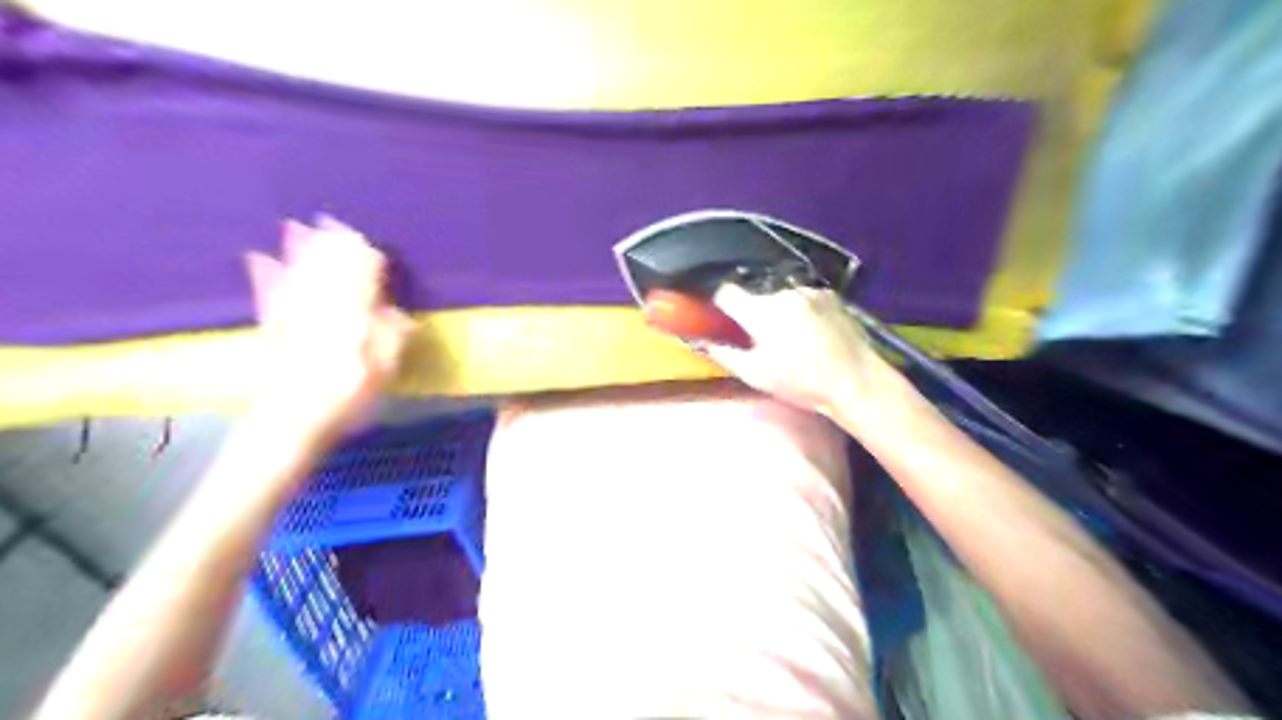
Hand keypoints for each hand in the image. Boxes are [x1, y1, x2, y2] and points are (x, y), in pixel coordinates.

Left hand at [242, 214, 413, 437]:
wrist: (291, 423)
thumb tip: (399, 313)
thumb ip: (392, 338)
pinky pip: (268, 292)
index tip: (375, 248)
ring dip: (301, 249)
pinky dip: (265, 273)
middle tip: (335, 221)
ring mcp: (292, 315)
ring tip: (301, 224)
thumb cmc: (347, 399)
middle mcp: (321, 308)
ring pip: (298, 274)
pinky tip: (258, 257)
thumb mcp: (384, 373)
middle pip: (329, 269)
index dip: (368, 260)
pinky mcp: (270, 327)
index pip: (362, 278)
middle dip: (333, 245)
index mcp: (354, 318)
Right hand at [701, 283, 898, 422]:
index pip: (726, 292)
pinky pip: (803, 296)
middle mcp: (783, 292)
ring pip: (780, 295)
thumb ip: (725, 354)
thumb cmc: (802, 383)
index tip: (722, 316)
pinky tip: (810, 330)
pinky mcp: (830, 294)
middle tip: (760, 336)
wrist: (857, 381)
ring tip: (790, 335)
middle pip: (755, 294)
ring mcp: (809, 290)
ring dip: (778, 309)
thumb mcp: (756, 375)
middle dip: (753, 310)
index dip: (720, 303)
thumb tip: (703, 342)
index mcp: (761, 312)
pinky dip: (800, 308)